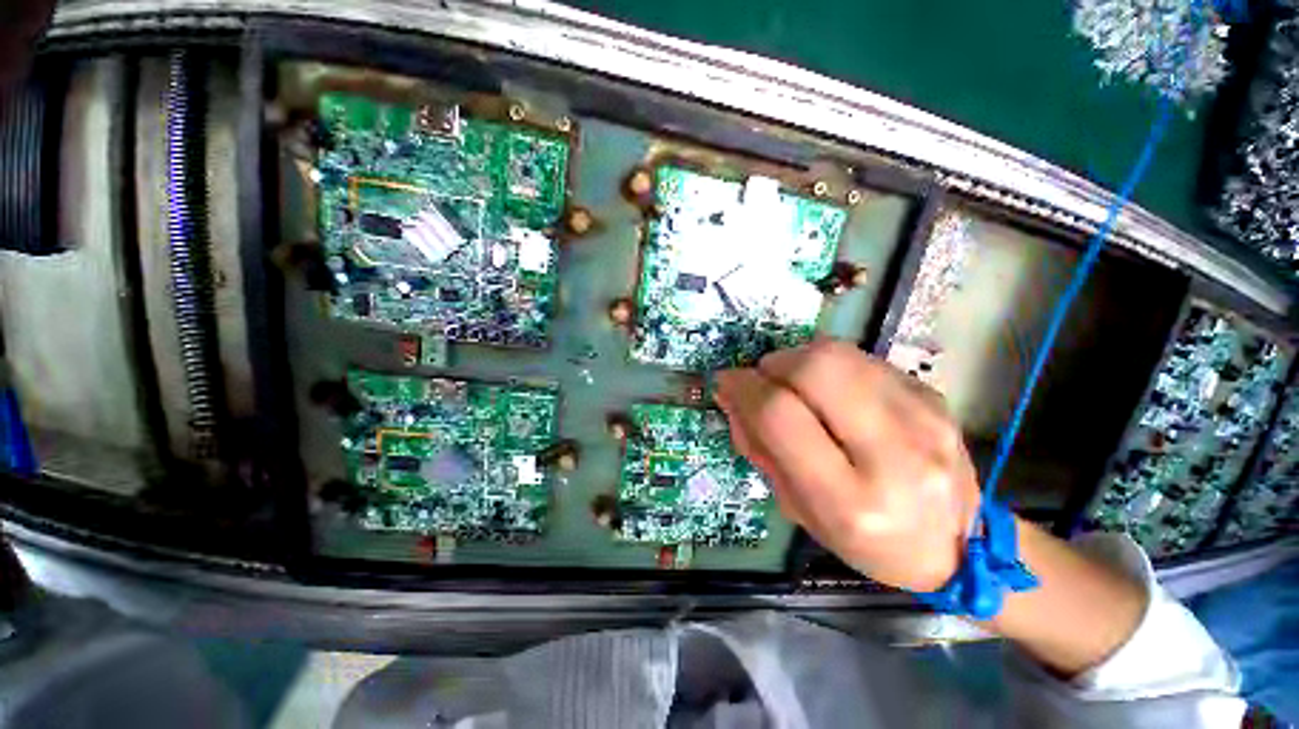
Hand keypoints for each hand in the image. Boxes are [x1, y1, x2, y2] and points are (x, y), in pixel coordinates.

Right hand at [714, 339, 980, 591]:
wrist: (960, 545)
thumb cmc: (866, 540)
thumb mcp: (799, 510)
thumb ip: (760, 450)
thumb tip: (732, 396)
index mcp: (851, 501)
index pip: (781, 417)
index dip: (744, 389)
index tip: (727, 382)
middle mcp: (894, 453)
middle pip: (815, 369)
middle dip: (773, 365)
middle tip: (763, 379)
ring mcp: (923, 416)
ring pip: (838, 354)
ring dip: (797, 359)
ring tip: (792, 383)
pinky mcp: (932, 394)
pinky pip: (860, 358)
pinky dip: (828, 364)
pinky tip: (828, 388)